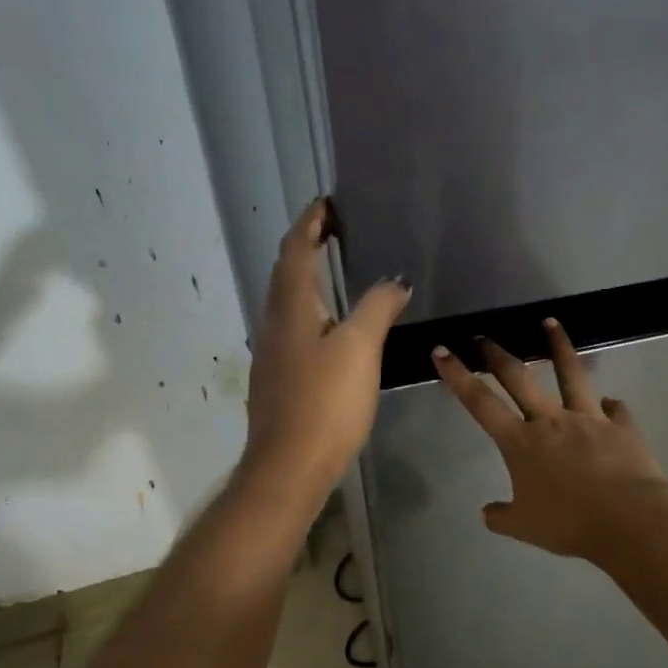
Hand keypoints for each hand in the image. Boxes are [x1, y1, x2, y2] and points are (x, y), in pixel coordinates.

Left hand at [244, 198, 411, 497]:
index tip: (327, 201)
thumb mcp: (359, 349)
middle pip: (286, 271)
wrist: (289, 466)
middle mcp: (274, 322)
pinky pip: (292, 326)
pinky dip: (309, 308)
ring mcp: (272, 352)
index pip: (296, 249)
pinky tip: (329, 324)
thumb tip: (395, 279)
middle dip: (306, 244)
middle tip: (334, 229)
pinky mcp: (278, 377)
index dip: (310, 221)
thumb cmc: (325, 402)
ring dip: (306, 276)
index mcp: (291, 307)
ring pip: (286, 300)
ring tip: (335, 268)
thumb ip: (377, 307)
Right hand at [433, 319, 667, 559]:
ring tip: (551, 323)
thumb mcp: (525, 527)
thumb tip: (487, 513)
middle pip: (519, 378)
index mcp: (521, 443)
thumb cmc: (569, 524)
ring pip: (571, 373)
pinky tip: (610, 404)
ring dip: (558, 346)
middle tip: (483, 337)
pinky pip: (615, 409)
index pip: (480, 403)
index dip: (457, 375)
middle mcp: (551, 421)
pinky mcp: (621, 426)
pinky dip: (610, 406)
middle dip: (497, 354)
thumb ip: (502, 516)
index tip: (441, 351)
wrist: (628, 519)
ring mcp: (588, 418)